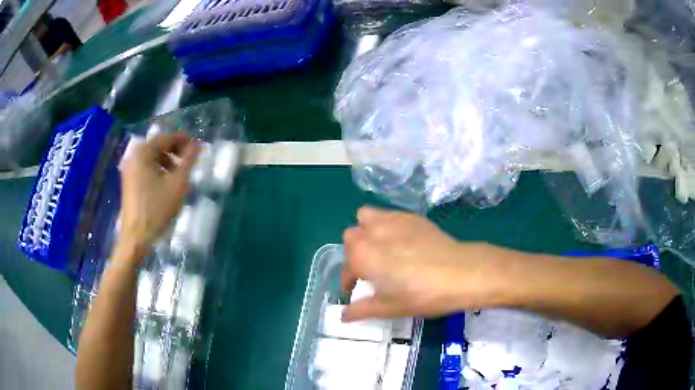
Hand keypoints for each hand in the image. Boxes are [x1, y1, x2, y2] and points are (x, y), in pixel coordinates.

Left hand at [117, 134, 199, 257]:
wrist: (137, 236)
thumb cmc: (157, 209)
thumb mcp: (177, 183)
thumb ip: (188, 160)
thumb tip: (198, 144)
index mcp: (143, 152)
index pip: (166, 138)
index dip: (183, 139)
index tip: (197, 145)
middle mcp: (133, 156)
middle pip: (157, 146)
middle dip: (175, 151)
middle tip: (190, 160)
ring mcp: (129, 169)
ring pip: (151, 158)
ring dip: (167, 161)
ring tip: (180, 173)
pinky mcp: (128, 181)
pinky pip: (145, 168)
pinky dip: (158, 169)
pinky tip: (167, 182)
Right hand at [341, 207, 501, 321]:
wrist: (460, 273)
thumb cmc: (421, 295)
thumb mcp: (388, 308)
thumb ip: (360, 310)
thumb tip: (342, 316)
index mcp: (362, 256)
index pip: (346, 269)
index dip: (349, 282)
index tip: (355, 290)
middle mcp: (371, 233)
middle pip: (351, 237)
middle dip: (355, 253)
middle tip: (370, 269)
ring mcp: (392, 220)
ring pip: (366, 217)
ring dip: (366, 231)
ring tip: (380, 248)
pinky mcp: (411, 216)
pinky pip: (388, 215)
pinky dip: (386, 226)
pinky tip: (402, 242)